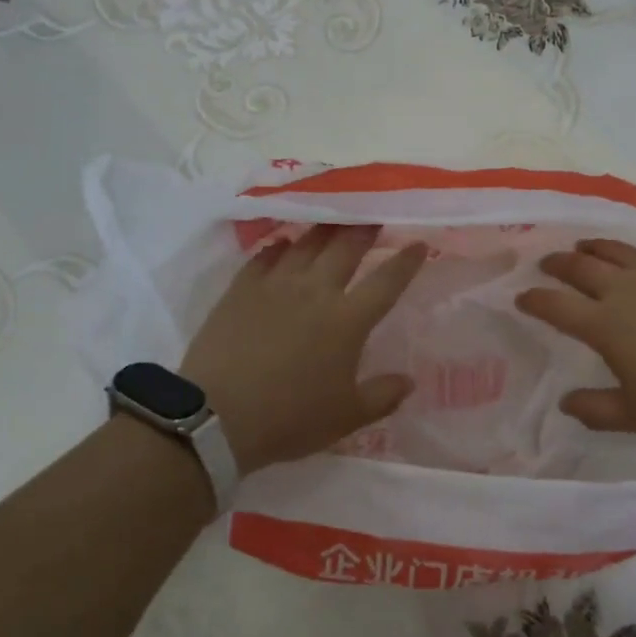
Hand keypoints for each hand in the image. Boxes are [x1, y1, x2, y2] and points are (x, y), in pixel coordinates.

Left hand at [181, 224, 425, 473]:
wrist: (216, 417)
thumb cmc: (289, 418)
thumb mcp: (346, 418)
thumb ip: (382, 396)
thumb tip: (409, 382)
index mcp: (347, 321)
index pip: (386, 282)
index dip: (406, 261)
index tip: (419, 243)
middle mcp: (315, 292)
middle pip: (345, 249)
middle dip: (364, 230)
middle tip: (373, 218)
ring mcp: (275, 286)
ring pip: (305, 245)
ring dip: (324, 230)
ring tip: (334, 221)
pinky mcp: (241, 290)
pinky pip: (265, 257)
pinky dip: (279, 247)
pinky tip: (283, 244)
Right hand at [515, 239, 635, 434]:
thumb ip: (597, 410)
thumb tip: (565, 403)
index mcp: (606, 325)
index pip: (557, 306)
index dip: (535, 300)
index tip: (521, 296)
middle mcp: (626, 290)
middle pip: (581, 267)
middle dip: (557, 264)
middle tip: (546, 264)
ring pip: (615, 251)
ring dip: (592, 247)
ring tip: (582, 247)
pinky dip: (635, 254)